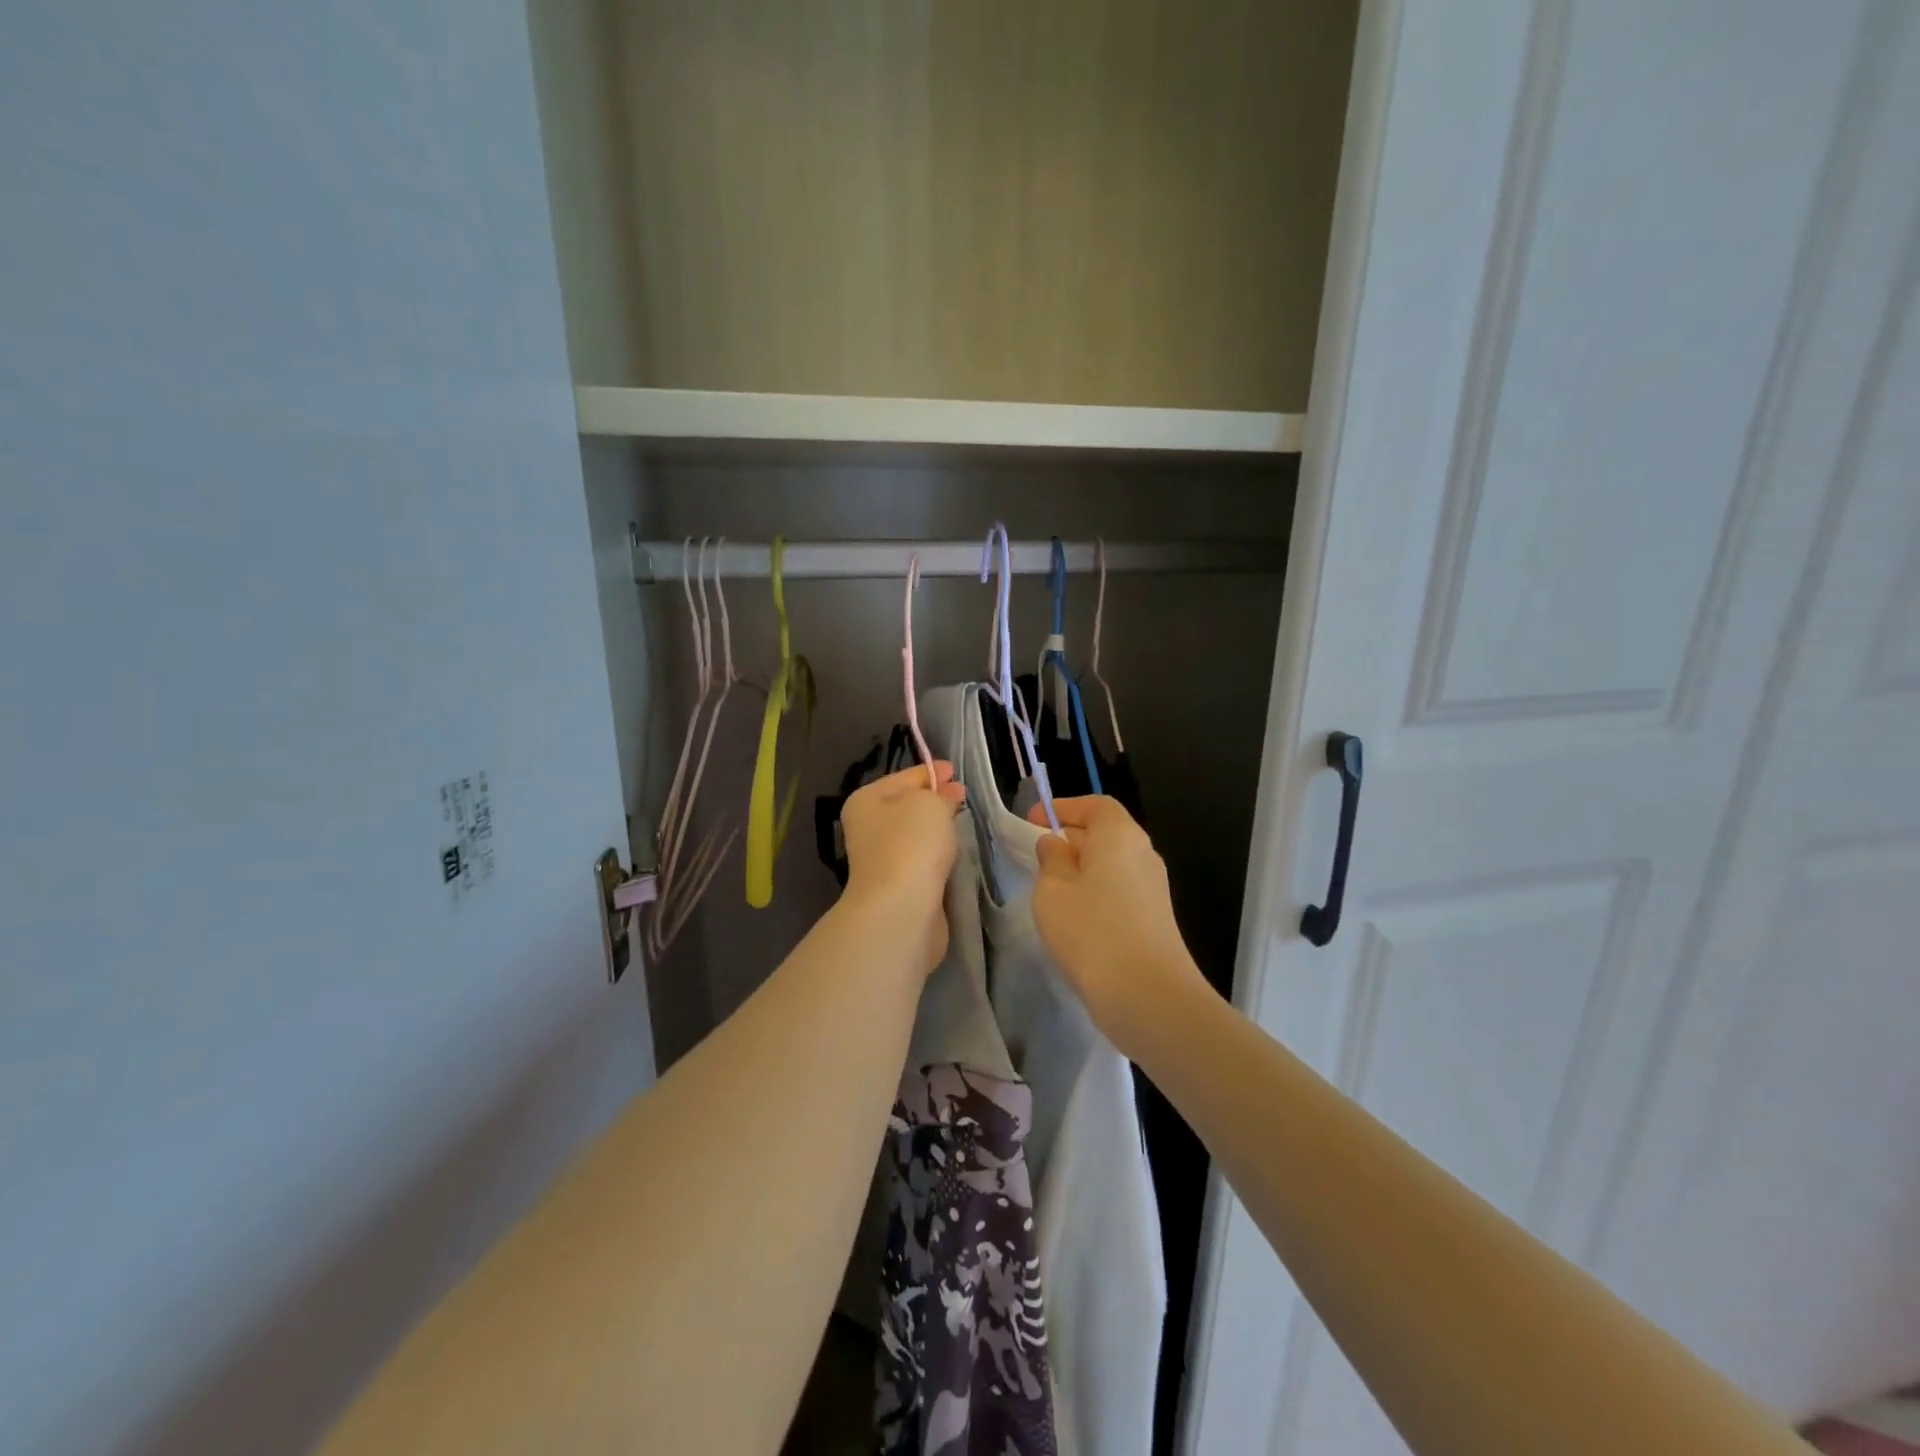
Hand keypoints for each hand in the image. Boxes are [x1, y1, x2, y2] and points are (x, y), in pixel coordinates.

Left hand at [840, 761, 966, 974]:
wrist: (901, 908)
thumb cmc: (911, 844)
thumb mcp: (930, 803)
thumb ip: (940, 794)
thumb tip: (945, 796)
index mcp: (865, 801)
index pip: (903, 777)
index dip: (930, 772)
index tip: (955, 770)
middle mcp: (867, 828)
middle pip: (906, 806)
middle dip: (934, 800)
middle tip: (962, 797)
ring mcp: (880, 860)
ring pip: (914, 835)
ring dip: (935, 830)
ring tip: (961, 822)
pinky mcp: (898, 886)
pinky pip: (921, 861)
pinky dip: (936, 855)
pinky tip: (954, 854)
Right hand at [1027, 796, 1208, 1058]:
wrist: (1147, 995)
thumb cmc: (1091, 930)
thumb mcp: (1053, 889)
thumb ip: (1050, 860)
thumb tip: (1056, 845)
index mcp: (1120, 835)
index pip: (1095, 805)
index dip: (1064, 807)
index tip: (1033, 821)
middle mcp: (1143, 854)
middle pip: (1105, 834)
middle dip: (1070, 839)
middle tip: (1036, 856)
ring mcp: (1153, 889)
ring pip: (1111, 866)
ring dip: (1081, 871)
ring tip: (1049, 890)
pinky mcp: (1154, 920)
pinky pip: (1118, 893)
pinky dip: (1094, 895)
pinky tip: (1073, 920)